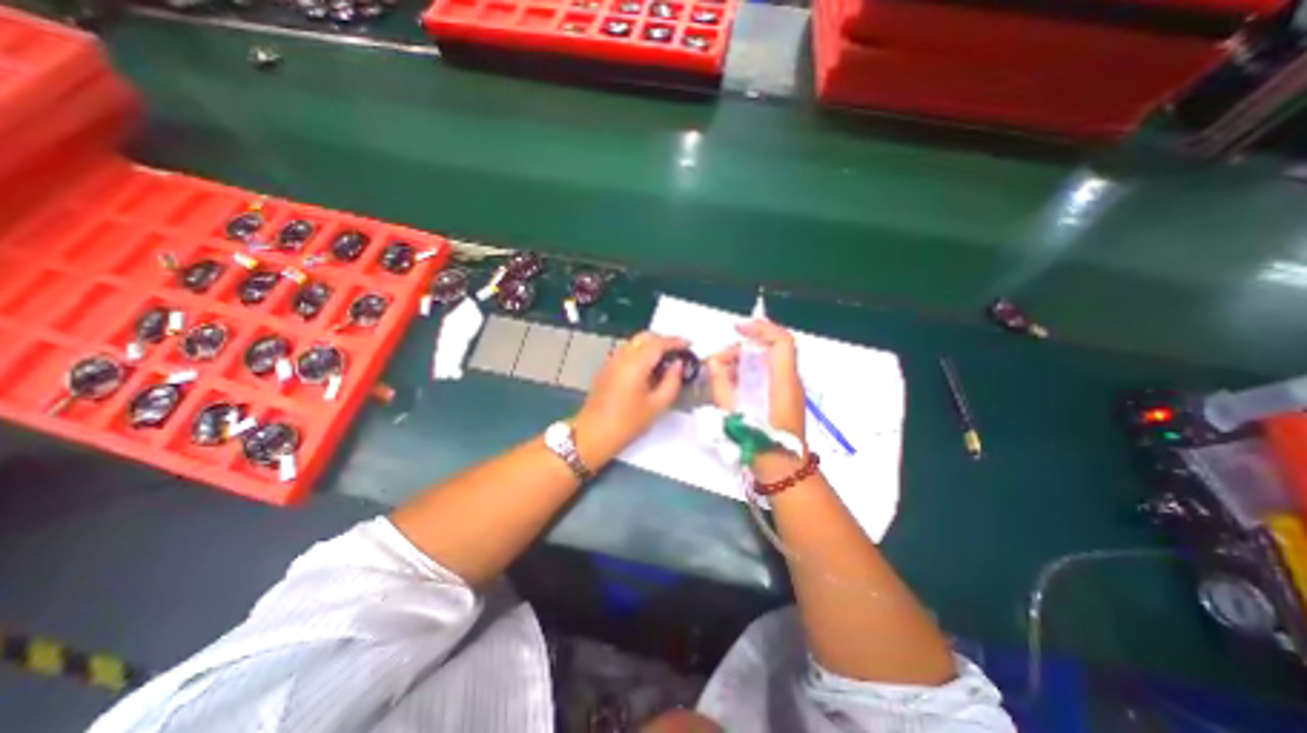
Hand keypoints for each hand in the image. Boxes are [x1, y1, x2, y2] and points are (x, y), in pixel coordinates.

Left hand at [576, 332, 687, 463]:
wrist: (593, 434)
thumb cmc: (627, 423)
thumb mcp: (657, 406)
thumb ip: (672, 382)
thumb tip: (678, 365)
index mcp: (635, 364)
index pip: (658, 343)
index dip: (675, 341)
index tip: (689, 344)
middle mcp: (621, 356)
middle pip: (644, 337)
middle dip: (662, 340)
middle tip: (678, 352)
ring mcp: (611, 361)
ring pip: (634, 343)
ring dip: (650, 346)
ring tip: (665, 361)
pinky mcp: (606, 369)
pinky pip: (626, 352)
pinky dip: (640, 353)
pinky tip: (648, 370)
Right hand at [712, 321, 803, 441]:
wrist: (783, 471)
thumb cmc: (761, 444)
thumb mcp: (735, 413)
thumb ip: (722, 384)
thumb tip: (714, 363)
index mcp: (784, 381)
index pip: (782, 341)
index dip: (761, 328)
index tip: (738, 329)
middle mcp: (790, 381)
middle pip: (770, 350)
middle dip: (743, 348)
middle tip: (719, 359)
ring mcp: (788, 390)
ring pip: (767, 362)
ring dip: (743, 361)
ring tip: (720, 372)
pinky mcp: (782, 398)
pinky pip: (765, 375)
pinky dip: (747, 373)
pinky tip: (730, 383)